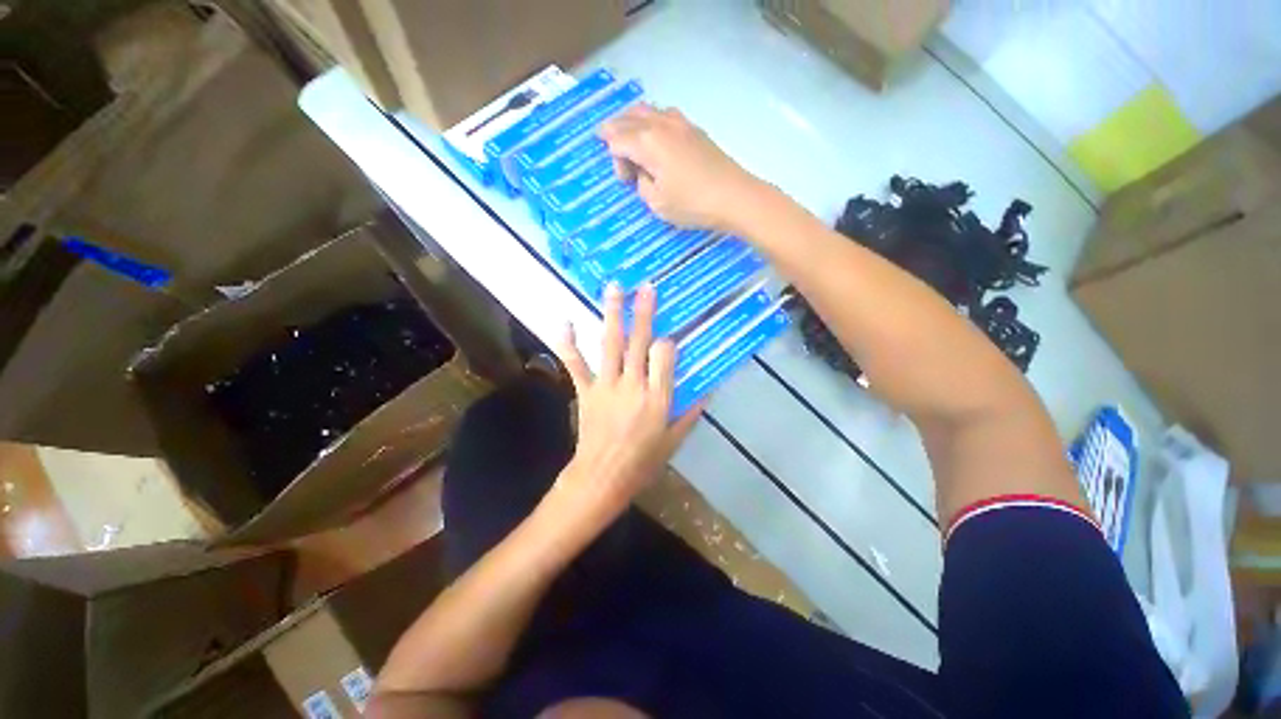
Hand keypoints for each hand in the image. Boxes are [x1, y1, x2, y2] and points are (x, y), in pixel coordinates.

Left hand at [553, 282, 701, 517]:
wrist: (602, 478)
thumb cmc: (641, 463)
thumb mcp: (673, 441)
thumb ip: (689, 414)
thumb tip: (707, 393)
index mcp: (658, 397)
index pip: (666, 356)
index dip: (668, 342)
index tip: (668, 338)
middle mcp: (633, 384)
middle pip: (639, 342)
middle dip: (643, 313)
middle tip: (645, 287)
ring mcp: (607, 385)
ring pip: (610, 344)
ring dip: (612, 315)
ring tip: (613, 289)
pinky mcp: (586, 391)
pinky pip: (576, 364)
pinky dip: (568, 344)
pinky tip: (565, 323)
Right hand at [600, 104, 766, 232]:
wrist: (734, 196)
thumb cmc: (692, 204)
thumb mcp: (657, 203)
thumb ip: (642, 184)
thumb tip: (645, 172)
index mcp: (647, 142)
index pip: (617, 140)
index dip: (615, 159)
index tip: (626, 181)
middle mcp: (660, 124)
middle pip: (628, 118)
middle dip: (616, 131)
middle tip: (611, 147)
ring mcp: (679, 123)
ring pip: (646, 111)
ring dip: (633, 123)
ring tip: (630, 139)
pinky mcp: (694, 129)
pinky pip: (663, 116)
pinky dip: (651, 123)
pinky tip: (655, 138)